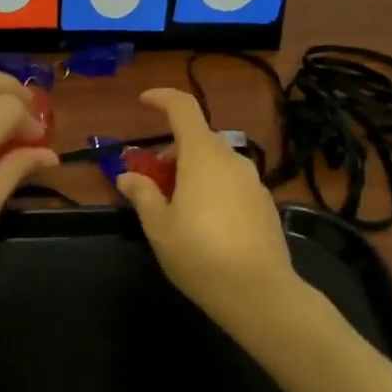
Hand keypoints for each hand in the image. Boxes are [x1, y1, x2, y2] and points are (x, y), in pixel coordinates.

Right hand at [115, 88, 306, 334]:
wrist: (259, 293)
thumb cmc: (199, 255)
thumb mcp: (159, 227)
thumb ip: (143, 195)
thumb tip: (127, 176)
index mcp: (203, 157)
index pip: (183, 108)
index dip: (162, 98)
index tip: (143, 101)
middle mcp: (232, 160)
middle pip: (199, 138)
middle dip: (171, 150)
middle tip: (151, 178)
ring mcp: (253, 181)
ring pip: (216, 162)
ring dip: (192, 170)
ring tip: (175, 204)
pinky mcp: (265, 203)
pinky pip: (232, 182)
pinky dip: (213, 187)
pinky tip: (204, 222)